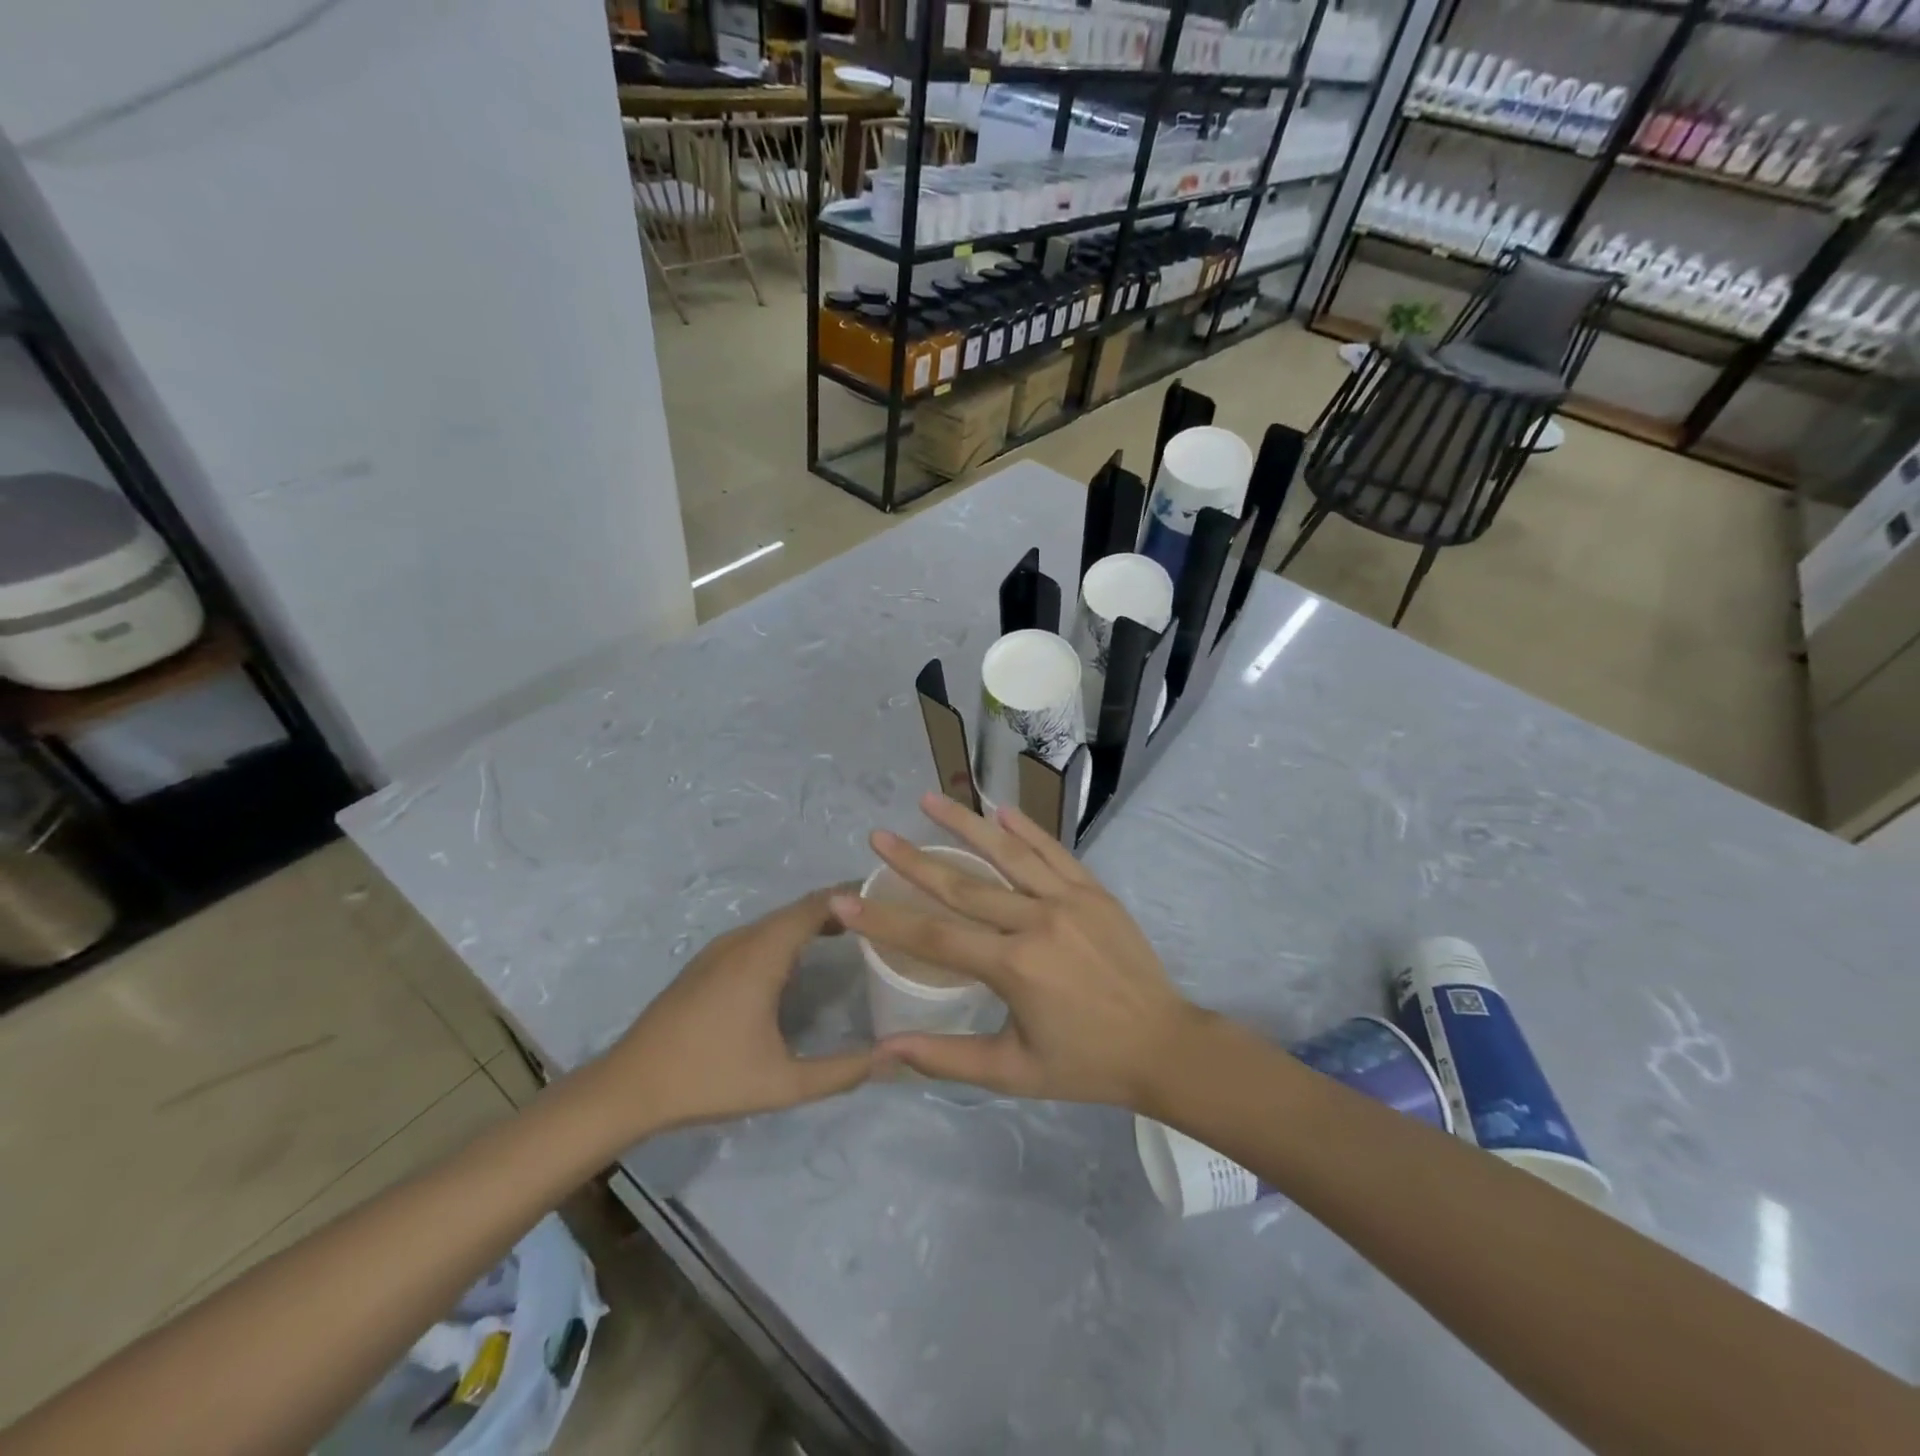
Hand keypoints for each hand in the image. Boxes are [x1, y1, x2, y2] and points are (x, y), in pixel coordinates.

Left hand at [595, 890, 873, 1134]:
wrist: (628, 1086)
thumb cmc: (708, 1077)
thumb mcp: (782, 1083)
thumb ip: (841, 1072)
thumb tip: (893, 1056)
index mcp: (762, 954)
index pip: (817, 905)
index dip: (854, 895)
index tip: (890, 898)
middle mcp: (743, 939)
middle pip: (799, 908)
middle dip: (841, 907)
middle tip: (881, 919)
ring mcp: (721, 948)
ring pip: (778, 920)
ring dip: (813, 920)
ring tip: (853, 934)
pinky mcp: (708, 962)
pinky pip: (759, 933)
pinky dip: (790, 934)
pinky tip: (802, 960)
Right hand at [831, 793, 1204, 1107]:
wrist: (1164, 1046)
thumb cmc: (1084, 1065)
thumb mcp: (1013, 1073)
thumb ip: (947, 1058)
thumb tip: (884, 1050)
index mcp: (1014, 967)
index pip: (935, 938)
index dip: (885, 920)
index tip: (846, 898)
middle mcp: (1037, 922)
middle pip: (964, 885)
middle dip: (914, 861)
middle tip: (878, 836)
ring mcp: (1069, 900)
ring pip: (1009, 854)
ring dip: (966, 824)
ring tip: (930, 799)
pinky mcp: (1094, 891)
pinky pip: (1055, 852)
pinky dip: (1028, 829)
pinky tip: (1002, 810)